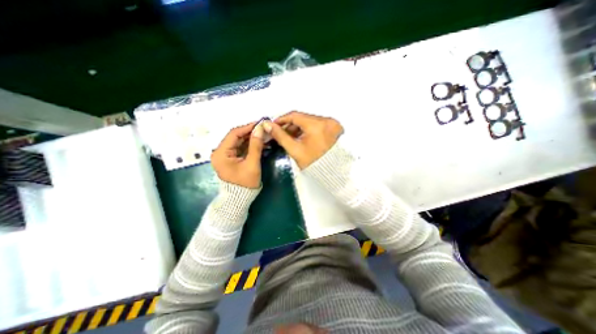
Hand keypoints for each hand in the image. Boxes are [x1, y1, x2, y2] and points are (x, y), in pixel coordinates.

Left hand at [211, 122, 263, 188]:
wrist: (239, 199)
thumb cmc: (245, 183)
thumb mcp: (252, 164)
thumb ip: (255, 146)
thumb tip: (260, 129)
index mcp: (221, 153)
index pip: (234, 134)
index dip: (247, 127)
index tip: (260, 123)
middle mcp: (220, 152)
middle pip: (236, 137)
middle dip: (250, 133)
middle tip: (263, 129)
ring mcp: (225, 155)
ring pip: (239, 142)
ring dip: (251, 138)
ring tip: (263, 134)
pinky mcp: (231, 159)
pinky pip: (240, 148)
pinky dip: (250, 145)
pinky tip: (259, 142)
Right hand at [263, 112, 342, 168]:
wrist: (330, 172)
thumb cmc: (314, 164)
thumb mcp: (294, 149)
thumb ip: (280, 136)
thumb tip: (268, 126)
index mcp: (317, 126)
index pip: (295, 116)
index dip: (282, 119)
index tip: (274, 124)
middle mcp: (327, 122)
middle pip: (303, 118)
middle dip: (291, 125)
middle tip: (281, 132)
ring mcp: (332, 124)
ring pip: (310, 121)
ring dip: (299, 127)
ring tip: (291, 136)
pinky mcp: (335, 128)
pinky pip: (317, 124)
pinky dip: (308, 128)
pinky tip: (302, 136)